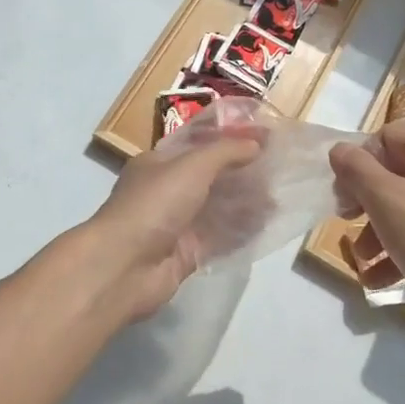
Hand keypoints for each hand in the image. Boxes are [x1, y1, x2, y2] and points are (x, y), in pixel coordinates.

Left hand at [88, 112, 264, 320]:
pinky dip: (242, 231)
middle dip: (244, 173)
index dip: (232, 140)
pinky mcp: (187, 254)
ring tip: (279, 198)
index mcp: (159, 163)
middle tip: (279, 170)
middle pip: (213, 177)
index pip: (200, 145)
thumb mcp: (192, 165)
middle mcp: (167, 191)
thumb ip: (226, 152)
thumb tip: (257, 144)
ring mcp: (177, 225)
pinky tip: (268, 224)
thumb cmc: (155, 204)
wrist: (125, 266)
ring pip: (219, 209)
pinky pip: (220, 239)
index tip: (266, 137)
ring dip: (246, 202)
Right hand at [328, 122, 404, 331]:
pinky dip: (401, 250)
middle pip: (396, 172)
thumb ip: (357, 171)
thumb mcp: (389, 202)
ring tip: (361, 260)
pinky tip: (378, 280)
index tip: (343, 197)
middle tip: (346, 223)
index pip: (386, 138)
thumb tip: (339, 149)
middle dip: (366, 201)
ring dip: (378, 231)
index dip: (358, 163)